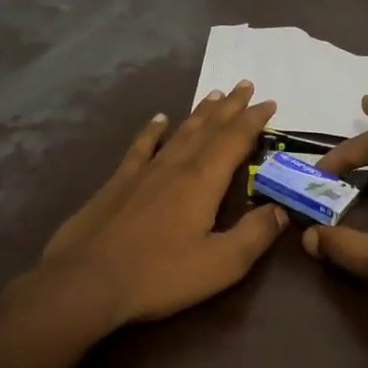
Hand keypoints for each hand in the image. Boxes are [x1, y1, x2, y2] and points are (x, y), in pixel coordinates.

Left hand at [15, 82, 287, 335]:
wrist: (85, 282)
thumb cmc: (158, 276)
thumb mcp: (220, 264)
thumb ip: (255, 234)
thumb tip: (282, 209)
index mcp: (203, 181)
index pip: (235, 140)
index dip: (254, 120)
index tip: (270, 103)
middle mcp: (176, 166)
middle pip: (209, 128)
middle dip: (231, 107)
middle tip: (246, 85)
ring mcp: (144, 171)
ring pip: (180, 132)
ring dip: (200, 113)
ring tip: (216, 95)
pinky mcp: (118, 182)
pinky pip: (141, 146)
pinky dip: (153, 130)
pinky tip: (160, 119)